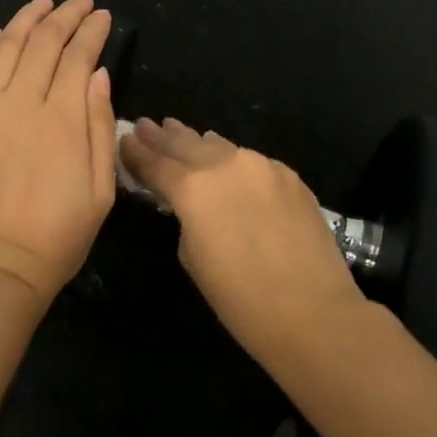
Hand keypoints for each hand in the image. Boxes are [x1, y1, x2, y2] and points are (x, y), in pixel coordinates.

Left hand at [0, 0, 117, 306]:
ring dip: (26, 20)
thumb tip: (98, 75)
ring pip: (6, 49)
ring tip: (43, 2)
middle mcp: (21, 104)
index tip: (102, 16)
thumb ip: (100, 127)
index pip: (78, 57)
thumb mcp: (101, 190)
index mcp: (62, 120)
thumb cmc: (57, 237)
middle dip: (64, 15)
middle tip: (79, 1)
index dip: (92, 31)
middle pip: (43, 44)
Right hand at [120, 118, 361, 354]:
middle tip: (144, 125)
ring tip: (177, 131)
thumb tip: (188, 202)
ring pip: (220, 146)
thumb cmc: (240, 299)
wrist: (312, 311)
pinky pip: (250, 160)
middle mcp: (225, 165)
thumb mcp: (192, 258)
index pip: (155, 163)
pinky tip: (225, 157)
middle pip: (185, 145)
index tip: (124, 140)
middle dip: (162, 137)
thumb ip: (184, 219)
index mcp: (193, 189)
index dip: (136, 153)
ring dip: (195, 141)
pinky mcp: (289, 176)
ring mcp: (261, 166)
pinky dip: (231, 158)